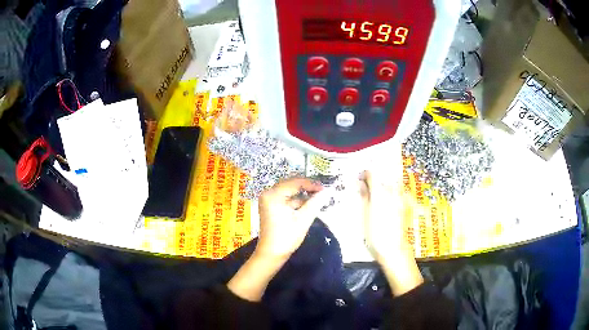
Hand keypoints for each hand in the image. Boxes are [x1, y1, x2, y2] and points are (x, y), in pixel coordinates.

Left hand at [228, 178, 329, 301]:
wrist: (271, 254)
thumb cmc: (286, 237)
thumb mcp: (303, 219)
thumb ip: (315, 203)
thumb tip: (328, 191)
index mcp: (273, 195)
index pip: (295, 183)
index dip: (311, 184)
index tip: (326, 188)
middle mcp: (268, 194)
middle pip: (291, 185)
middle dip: (307, 188)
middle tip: (323, 191)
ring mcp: (269, 200)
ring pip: (290, 192)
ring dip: (303, 195)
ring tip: (319, 197)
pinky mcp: (271, 207)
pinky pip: (286, 199)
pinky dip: (297, 201)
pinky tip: (309, 204)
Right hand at [360, 171, 422, 295]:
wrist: (393, 249)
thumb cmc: (375, 235)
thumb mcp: (364, 215)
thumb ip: (364, 196)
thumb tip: (361, 183)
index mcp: (379, 193)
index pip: (372, 175)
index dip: (364, 175)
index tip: (358, 179)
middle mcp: (391, 192)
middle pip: (382, 179)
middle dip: (373, 181)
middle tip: (364, 189)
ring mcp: (400, 199)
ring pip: (390, 186)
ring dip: (382, 187)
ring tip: (374, 197)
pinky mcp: (404, 206)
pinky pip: (396, 194)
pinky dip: (390, 194)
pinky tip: (385, 203)